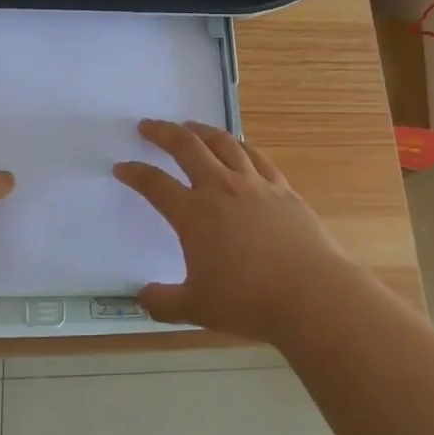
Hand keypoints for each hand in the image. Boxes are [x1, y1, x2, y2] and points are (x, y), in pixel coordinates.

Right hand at [114, 119, 357, 345]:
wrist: (311, 295)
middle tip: (147, 126)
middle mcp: (221, 188)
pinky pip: (256, 157)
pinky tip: (237, 147)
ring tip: (189, 127)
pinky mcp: (283, 189)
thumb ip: (163, 302)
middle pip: (187, 147)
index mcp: (194, 213)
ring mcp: (254, 184)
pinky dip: (240, 146)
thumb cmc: (248, 301)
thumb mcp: (196, 308)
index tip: (122, 167)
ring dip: (201, 131)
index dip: (135, 173)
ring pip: (223, 143)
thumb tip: (142, 296)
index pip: (155, 184)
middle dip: (163, 133)